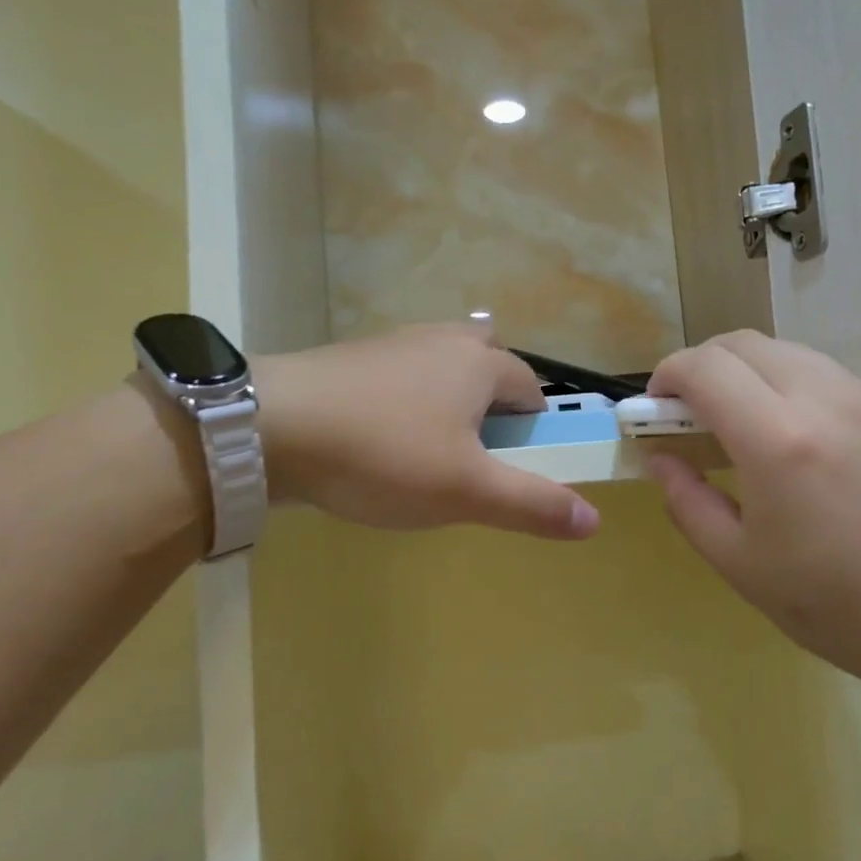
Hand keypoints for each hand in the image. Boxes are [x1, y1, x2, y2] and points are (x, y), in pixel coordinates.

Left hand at [253, 325, 600, 540]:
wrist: (266, 428)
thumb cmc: (383, 454)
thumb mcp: (467, 490)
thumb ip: (534, 504)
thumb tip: (595, 519)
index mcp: (481, 364)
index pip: (533, 392)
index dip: (535, 433)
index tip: (512, 471)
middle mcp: (443, 341)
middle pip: (489, 369)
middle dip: (493, 410)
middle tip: (473, 458)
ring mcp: (393, 345)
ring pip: (442, 371)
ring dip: (449, 406)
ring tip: (426, 456)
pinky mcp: (352, 359)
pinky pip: (401, 379)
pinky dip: (406, 405)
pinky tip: (379, 442)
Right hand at [645, 331, 860, 694]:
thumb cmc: (836, 603)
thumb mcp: (740, 564)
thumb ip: (687, 501)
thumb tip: (660, 459)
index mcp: (777, 439)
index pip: (704, 367)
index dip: (667, 376)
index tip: (656, 408)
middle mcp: (823, 399)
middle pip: (744, 343)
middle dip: (703, 365)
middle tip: (691, 412)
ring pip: (788, 352)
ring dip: (748, 371)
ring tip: (743, 424)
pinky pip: (828, 376)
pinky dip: (791, 386)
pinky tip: (798, 439)